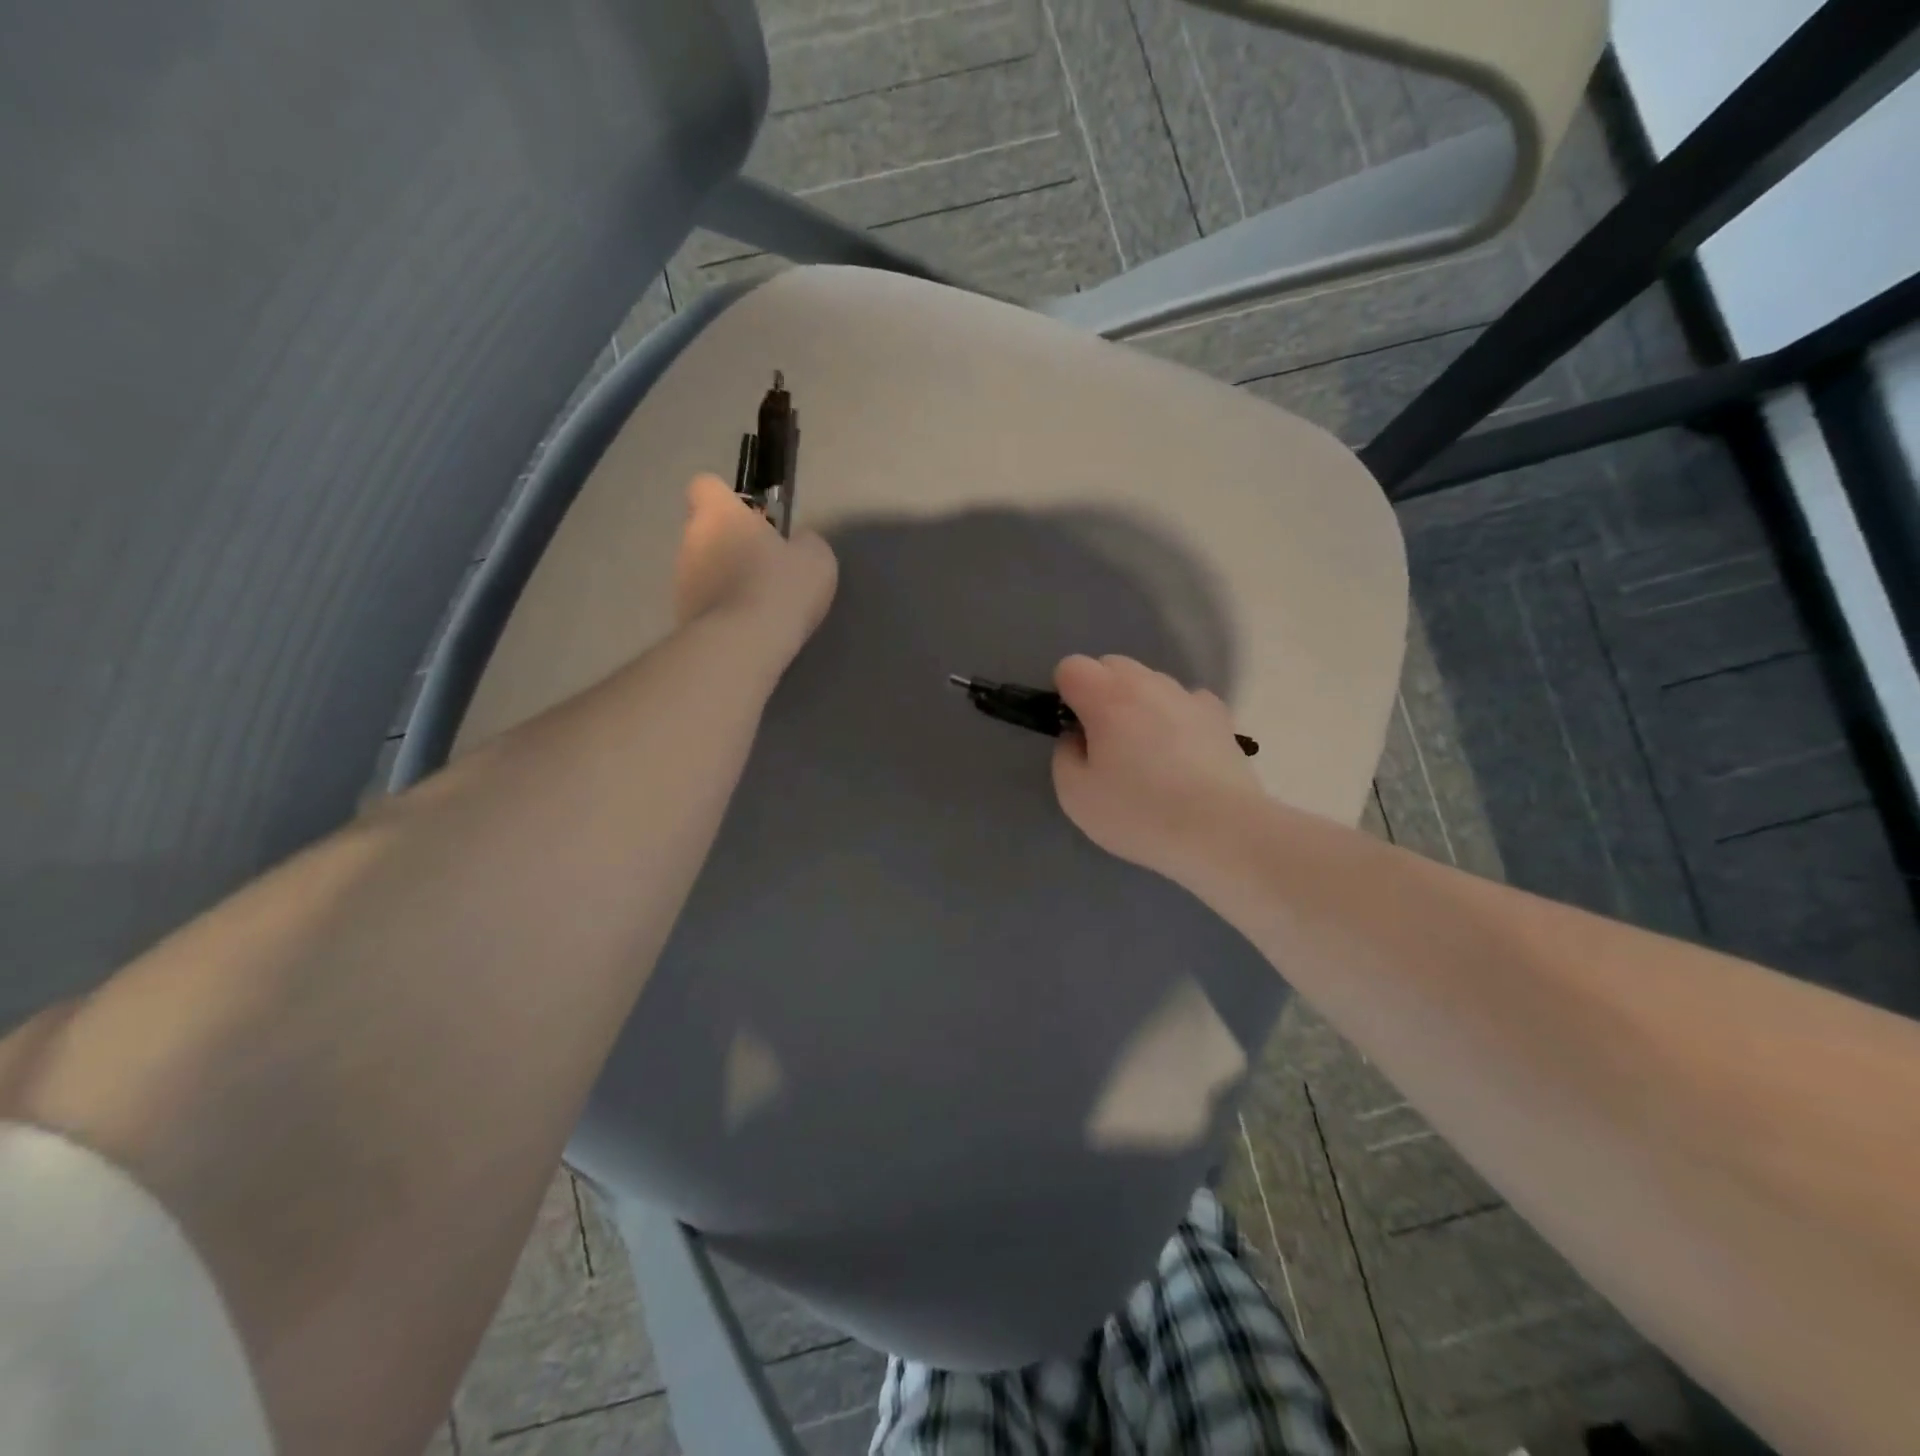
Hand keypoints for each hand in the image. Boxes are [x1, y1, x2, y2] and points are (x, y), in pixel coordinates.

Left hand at [673, 473, 837, 663]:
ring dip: (723, 579)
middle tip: (763, 567)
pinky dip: (721, 611)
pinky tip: (746, 627)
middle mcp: (690, 540)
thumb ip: (804, 542)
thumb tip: (798, 543)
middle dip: (729, 544)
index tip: (752, 519)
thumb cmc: (780, 586)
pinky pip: (703, 603)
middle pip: (704, 531)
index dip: (726, 499)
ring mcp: (680, 580)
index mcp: (719, 514)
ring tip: (756, 604)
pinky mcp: (681, 616)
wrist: (744, 643)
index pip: (705, 486)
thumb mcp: (815, 558)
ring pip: (701, 569)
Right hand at [1051, 654, 1260, 879]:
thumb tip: (1077, 737)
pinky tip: (1181, 753)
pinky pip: (1184, 701)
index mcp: (1107, 697)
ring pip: (1149, 682)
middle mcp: (1147, 683)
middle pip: (1111, 666)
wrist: (1221, 831)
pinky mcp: (1218, 715)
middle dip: (1100, 693)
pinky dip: (1175, 716)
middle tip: (1105, 742)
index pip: (1071, 667)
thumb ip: (1064, 755)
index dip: (1065, 695)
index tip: (1074, 731)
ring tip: (1147, 752)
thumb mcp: (1074, 795)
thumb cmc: (1139, 812)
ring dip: (1138, 703)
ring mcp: (1187, 696)